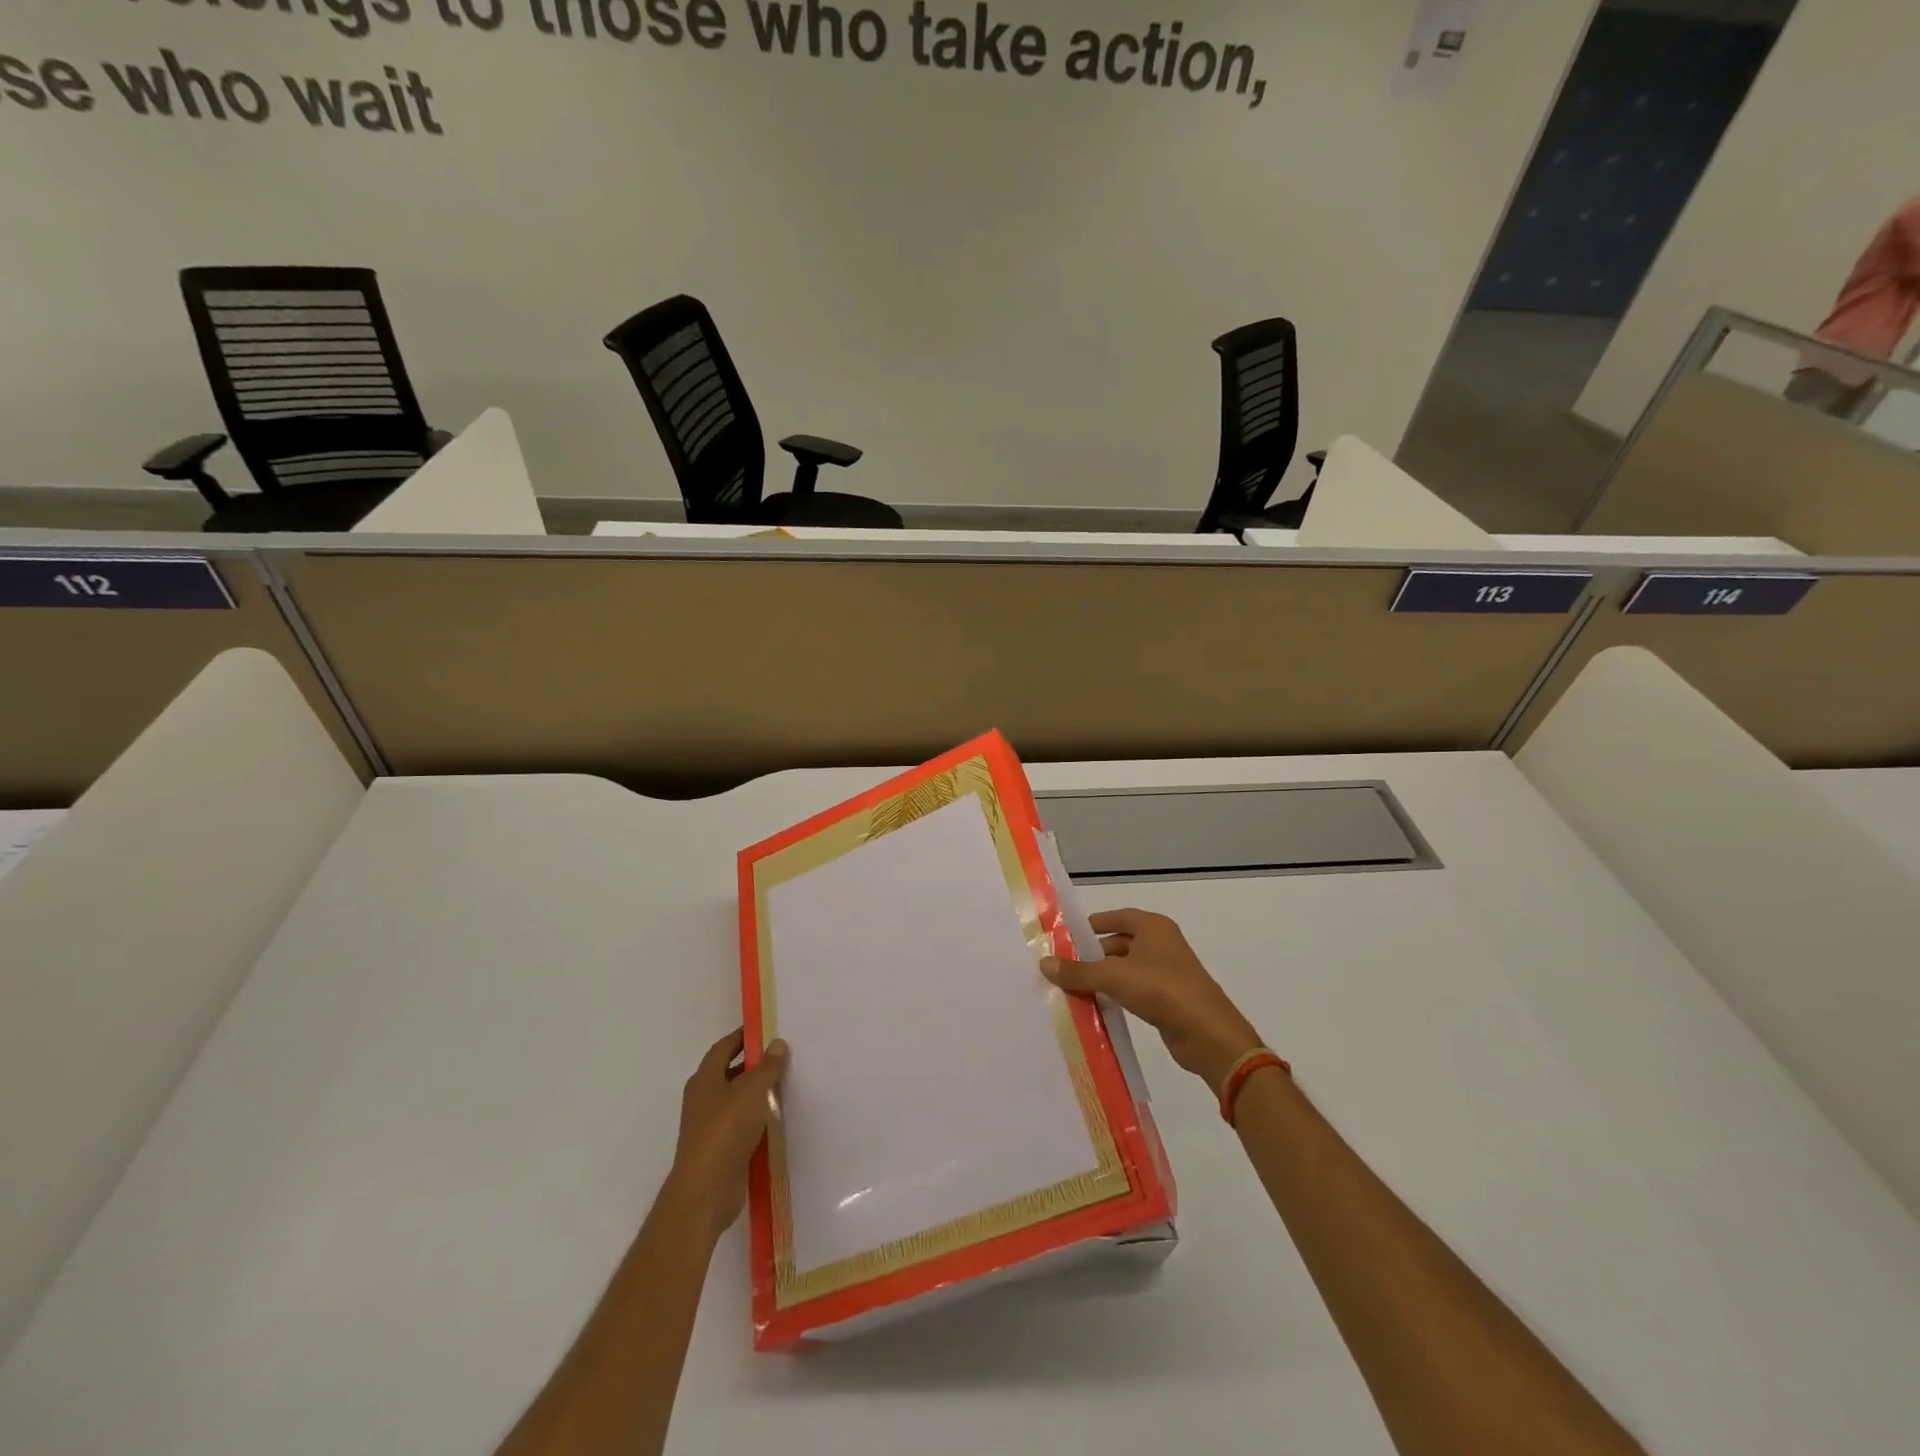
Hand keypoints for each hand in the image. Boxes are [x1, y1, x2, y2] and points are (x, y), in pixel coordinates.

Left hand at [664, 1029, 788, 1238]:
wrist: (706, 1191)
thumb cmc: (725, 1131)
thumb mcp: (752, 1091)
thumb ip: (767, 1067)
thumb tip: (777, 1043)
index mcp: (704, 1079)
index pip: (724, 1047)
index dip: (743, 1037)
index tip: (768, 1030)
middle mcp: (703, 1099)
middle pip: (730, 1073)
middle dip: (754, 1064)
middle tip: (784, 1057)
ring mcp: (710, 1126)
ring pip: (737, 1100)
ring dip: (758, 1093)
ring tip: (787, 1085)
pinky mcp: (720, 1150)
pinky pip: (742, 1125)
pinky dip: (758, 1119)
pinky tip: (778, 1119)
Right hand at [1042, 909, 1262, 1094]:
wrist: (1209, 1035)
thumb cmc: (1162, 990)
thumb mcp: (1114, 977)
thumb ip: (1079, 971)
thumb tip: (1044, 963)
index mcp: (1153, 927)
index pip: (1115, 917)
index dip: (1091, 925)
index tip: (1064, 936)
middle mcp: (1161, 944)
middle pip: (1118, 943)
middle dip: (1092, 955)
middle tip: (1062, 967)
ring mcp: (1167, 972)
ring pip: (1125, 969)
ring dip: (1102, 977)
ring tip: (1071, 988)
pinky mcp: (1168, 999)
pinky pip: (1134, 990)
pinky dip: (1116, 994)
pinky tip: (1095, 1006)